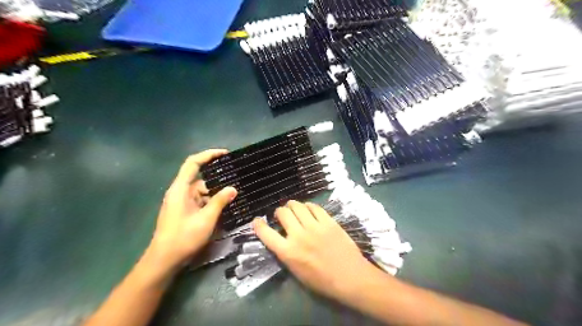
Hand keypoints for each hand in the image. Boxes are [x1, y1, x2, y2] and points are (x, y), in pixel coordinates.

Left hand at [144, 149, 235, 276]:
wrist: (164, 261)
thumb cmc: (183, 238)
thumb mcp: (206, 219)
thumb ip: (220, 201)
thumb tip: (233, 189)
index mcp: (180, 189)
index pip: (193, 163)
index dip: (208, 155)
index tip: (225, 154)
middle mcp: (179, 192)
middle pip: (200, 179)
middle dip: (218, 181)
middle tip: (236, 181)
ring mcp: (181, 203)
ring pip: (202, 192)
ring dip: (216, 194)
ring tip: (234, 196)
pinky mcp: (184, 212)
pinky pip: (200, 201)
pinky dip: (211, 203)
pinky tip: (224, 208)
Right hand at [256, 201, 376, 300]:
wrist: (350, 277)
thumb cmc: (323, 281)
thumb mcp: (297, 272)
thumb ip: (286, 254)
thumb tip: (281, 239)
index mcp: (288, 252)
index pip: (266, 234)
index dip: (258, 225)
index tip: (257, 221)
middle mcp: (298, 236)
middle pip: (282, 213)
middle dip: (279, 212)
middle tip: (282, 215)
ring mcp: (314, 226)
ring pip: (297, 206)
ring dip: (292, 205)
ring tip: (293, 208)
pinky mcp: (328, 221)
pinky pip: (314, 207)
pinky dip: (308, 206)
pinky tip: (309, 209)